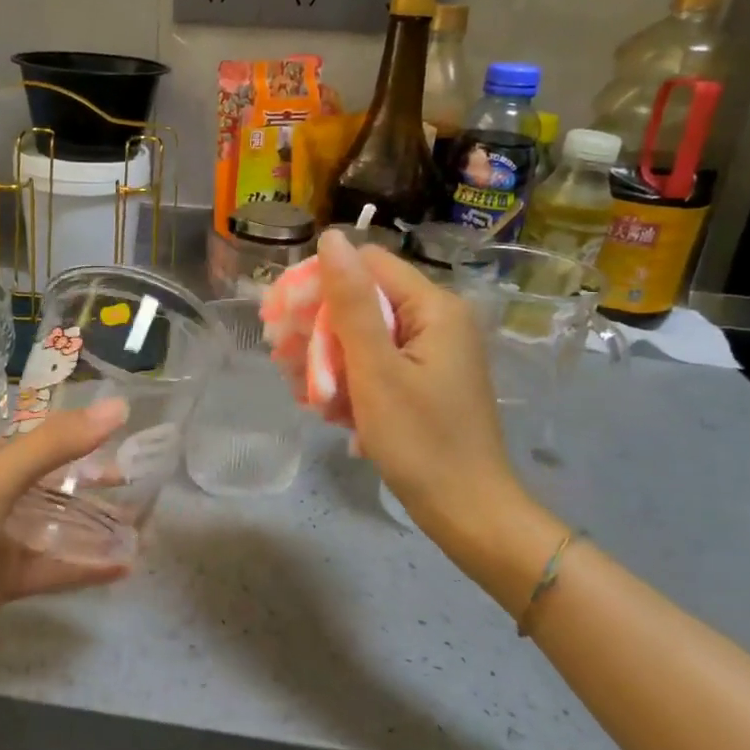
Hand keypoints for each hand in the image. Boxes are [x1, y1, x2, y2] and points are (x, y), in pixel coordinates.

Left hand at [0, 401, 130, 697]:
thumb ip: (58, 444)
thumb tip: (119, 407)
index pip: (44, 437)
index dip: (84, 433)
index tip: (130, 435)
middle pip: (55, 482)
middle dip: (95, 482)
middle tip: (143, 484)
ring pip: (58, 526)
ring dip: (96, 526)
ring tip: (143, 527)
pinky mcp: (3, 582)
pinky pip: (53, 568)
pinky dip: (85, 566)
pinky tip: (123, 567)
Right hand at [312, 231, 528, 543]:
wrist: (468, 512)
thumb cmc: (420, 440)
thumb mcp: (376, 369)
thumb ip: (352, 302)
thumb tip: (332, 238)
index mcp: (434, 307)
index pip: (367, 265)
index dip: (321, 283)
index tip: (284, 317)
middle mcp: (437, 320)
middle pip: (365, 299)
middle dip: (320, 327)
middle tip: (281, 357)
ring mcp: (433, 352)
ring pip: (366, 335)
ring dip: (329, 358)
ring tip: (301, 390)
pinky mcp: (426, 380)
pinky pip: (379, 363)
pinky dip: (350, 379)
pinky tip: (326, 406)